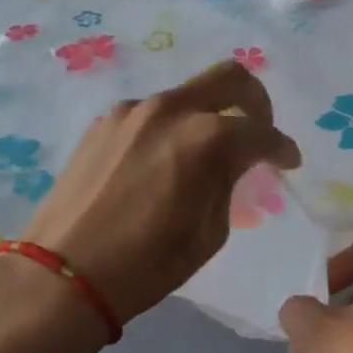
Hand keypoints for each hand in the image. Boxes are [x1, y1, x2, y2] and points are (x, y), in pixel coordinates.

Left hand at [15, 60, 300, 324]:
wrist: (64, 274)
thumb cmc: (147, 264)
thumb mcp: (210, 232)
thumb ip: (228, 183)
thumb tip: (234, 161)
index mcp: (205, 138)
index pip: (260, 131)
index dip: (282, 147)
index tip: (288, 162)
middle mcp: (170, 110)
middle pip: (229, 78)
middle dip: (255, 101)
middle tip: (260, 131)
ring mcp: (131, 111)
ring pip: (186, 97)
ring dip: (206, 118)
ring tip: (203, 158)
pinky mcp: (103, 122)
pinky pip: (151, 115)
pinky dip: (170, 130)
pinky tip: (162, 164)